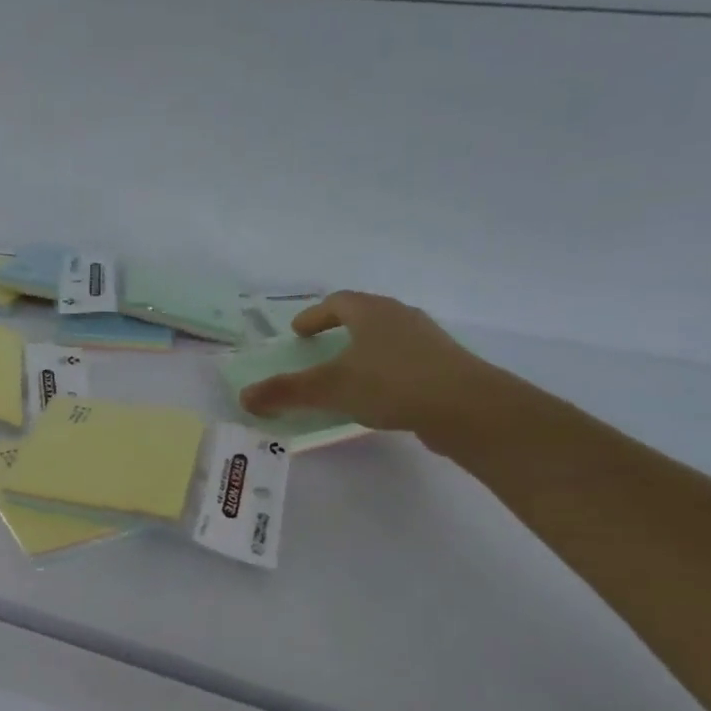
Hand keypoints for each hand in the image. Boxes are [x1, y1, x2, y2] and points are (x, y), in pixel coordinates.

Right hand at [239, 292, 510, 439]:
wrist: (467, 407)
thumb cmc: (391, 384)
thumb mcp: (330, 388)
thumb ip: (287, 391)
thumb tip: (244, 397)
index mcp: (372, 312)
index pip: (337, 302)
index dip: (314, 315)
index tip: (297, 332)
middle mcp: (401, 317)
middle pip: (364, 316)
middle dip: (339, 330)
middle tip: (318, 348)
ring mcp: (427, 341)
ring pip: (386, 339)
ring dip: (363, 352)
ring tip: (346, 375)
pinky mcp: (444, 367)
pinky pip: (403, 362)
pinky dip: (383, 372)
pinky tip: (378, 397)